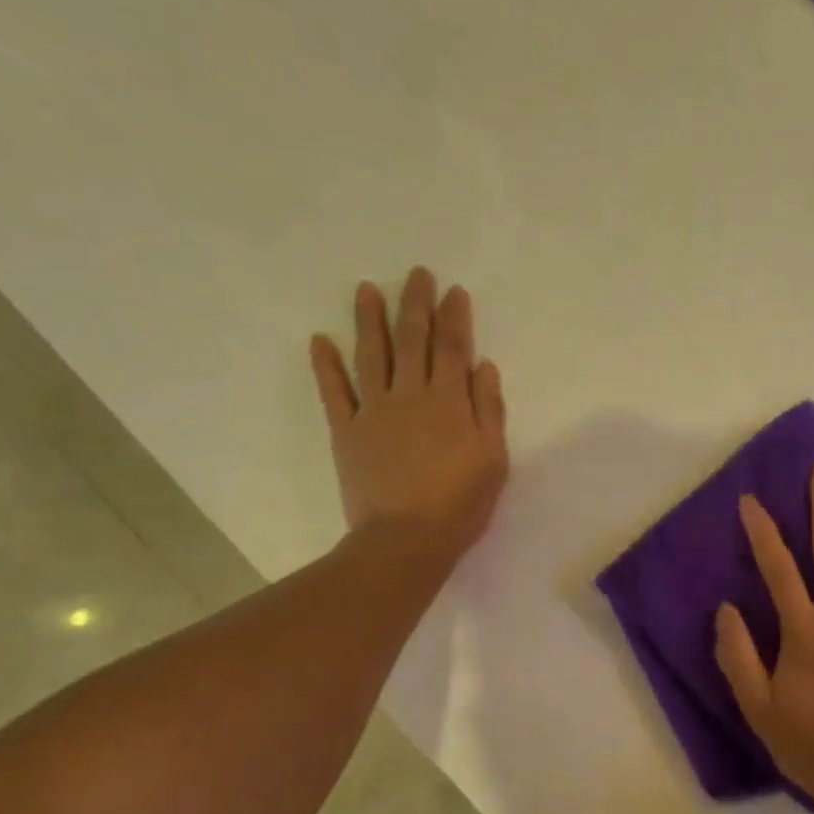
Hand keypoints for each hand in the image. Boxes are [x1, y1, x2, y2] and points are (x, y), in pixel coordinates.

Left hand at [309, 268, 507, 562]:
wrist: (406, 539)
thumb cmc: (460, 503)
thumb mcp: (493, 459)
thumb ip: (488, 410)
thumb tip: (483, 366)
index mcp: (449, 402)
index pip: (453, 348)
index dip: (454, 317)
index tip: (453, 291)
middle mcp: (409, 395)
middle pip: (413, 341)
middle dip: (415, 305)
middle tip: (416, 274)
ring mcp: (373, 411)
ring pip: (371, 355)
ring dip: (370, 320)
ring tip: (366, 289)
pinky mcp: (346, 431)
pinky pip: (334, 392)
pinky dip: (326, 365)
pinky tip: (320, 340)